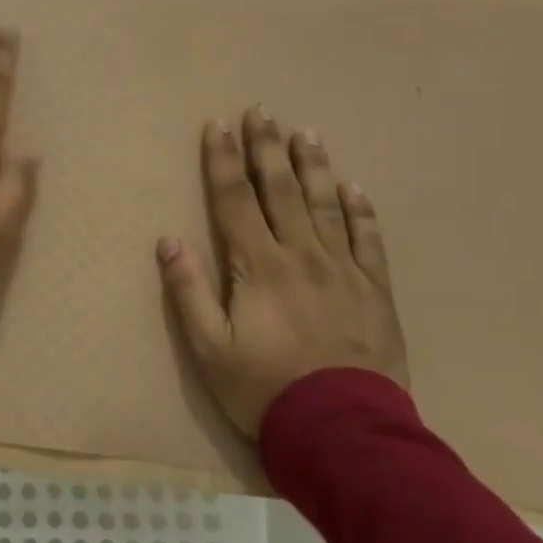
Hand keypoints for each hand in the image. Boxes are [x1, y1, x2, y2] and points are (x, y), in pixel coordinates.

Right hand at [157, 109, 406, 438]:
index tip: (217, 125)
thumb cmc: (264, 388)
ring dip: (313, 166)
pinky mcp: (375, 291)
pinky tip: (353, 188)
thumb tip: (168, 239)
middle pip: (280, 189)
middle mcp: (301, 255)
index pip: (234, 199)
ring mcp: (343, 270)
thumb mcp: (208, 347)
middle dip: (266, 147)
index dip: (222, 160)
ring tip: (306, 132)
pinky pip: (369, 240)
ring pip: (325, 205)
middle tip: (261, 110)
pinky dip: (361, 211)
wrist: (344, 432)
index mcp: (258, 265)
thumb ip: (187, 290)